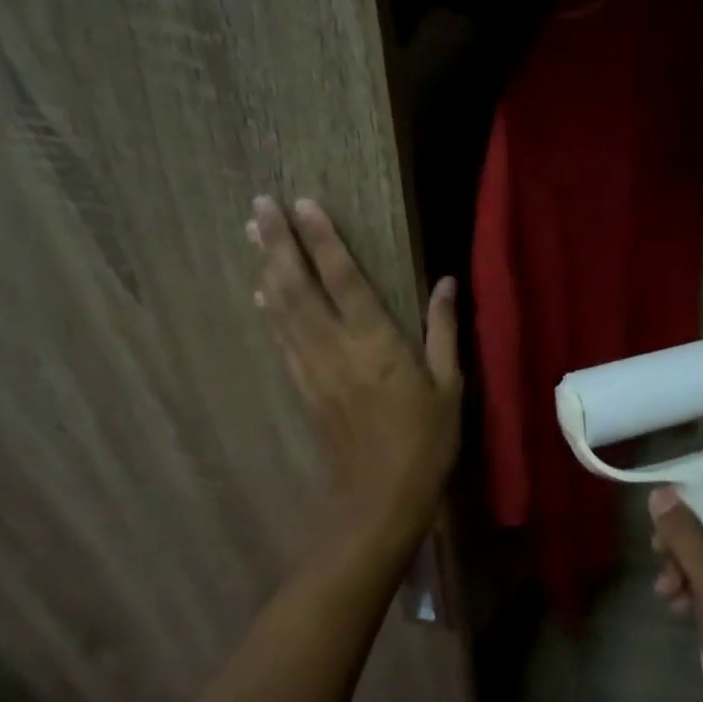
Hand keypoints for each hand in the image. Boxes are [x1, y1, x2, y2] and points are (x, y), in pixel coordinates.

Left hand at [250, 196, 461, 549]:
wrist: (380, 497)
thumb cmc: (426, 440)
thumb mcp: (450, 385)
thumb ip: (444, 331)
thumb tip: (446, 282)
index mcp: (376, 344)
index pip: (344, 280)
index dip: (323, 240)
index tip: (304, 204)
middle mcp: (336, 348)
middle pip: (298, 287)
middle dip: (278, 244)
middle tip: (259, 205)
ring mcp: (313, 368)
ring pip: (282, 309)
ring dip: (266, 268)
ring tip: (252, 232)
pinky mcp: (304, 386)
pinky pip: (282, 338)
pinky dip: (270, 309)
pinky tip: (261, 291)